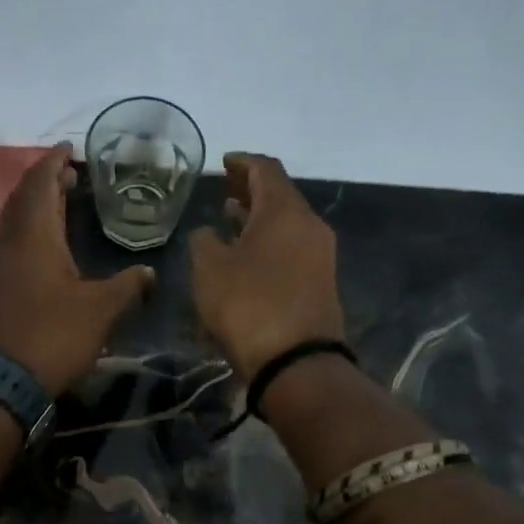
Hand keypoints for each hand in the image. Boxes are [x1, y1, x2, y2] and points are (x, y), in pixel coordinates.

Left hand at [0, 147, 154, 394]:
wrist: (6, 379)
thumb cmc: (56, 335)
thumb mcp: (101, 309)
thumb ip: (128, 286)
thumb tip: (150, 273)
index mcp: (35, 236)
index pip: (40, 184)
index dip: (53, 163)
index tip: (69, 149)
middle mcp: (10, 242)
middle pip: (23, 198)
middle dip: (44, 180)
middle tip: (69, 173)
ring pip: (14, 220)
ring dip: (35, 205)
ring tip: (60, 201)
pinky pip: (11, 242)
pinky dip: (29, 230)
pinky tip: (45, 244)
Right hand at [188, 152, 345, 382]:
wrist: (296, 362)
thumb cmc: (247, 305)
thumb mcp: (209, 269)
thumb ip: (203, 241)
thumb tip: (208, 233)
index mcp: (284, 210)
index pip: (266, 169)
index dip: (242, 162)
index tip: (223, 161)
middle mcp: (309, 225)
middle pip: (280, 196)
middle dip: (251, 190)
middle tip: (224, 188)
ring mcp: (320, 256)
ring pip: (286, 224)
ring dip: (258, 218)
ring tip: (230, 218)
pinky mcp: (320, 284)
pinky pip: (291, 249)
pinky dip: (268, 242)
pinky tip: (247, 255)